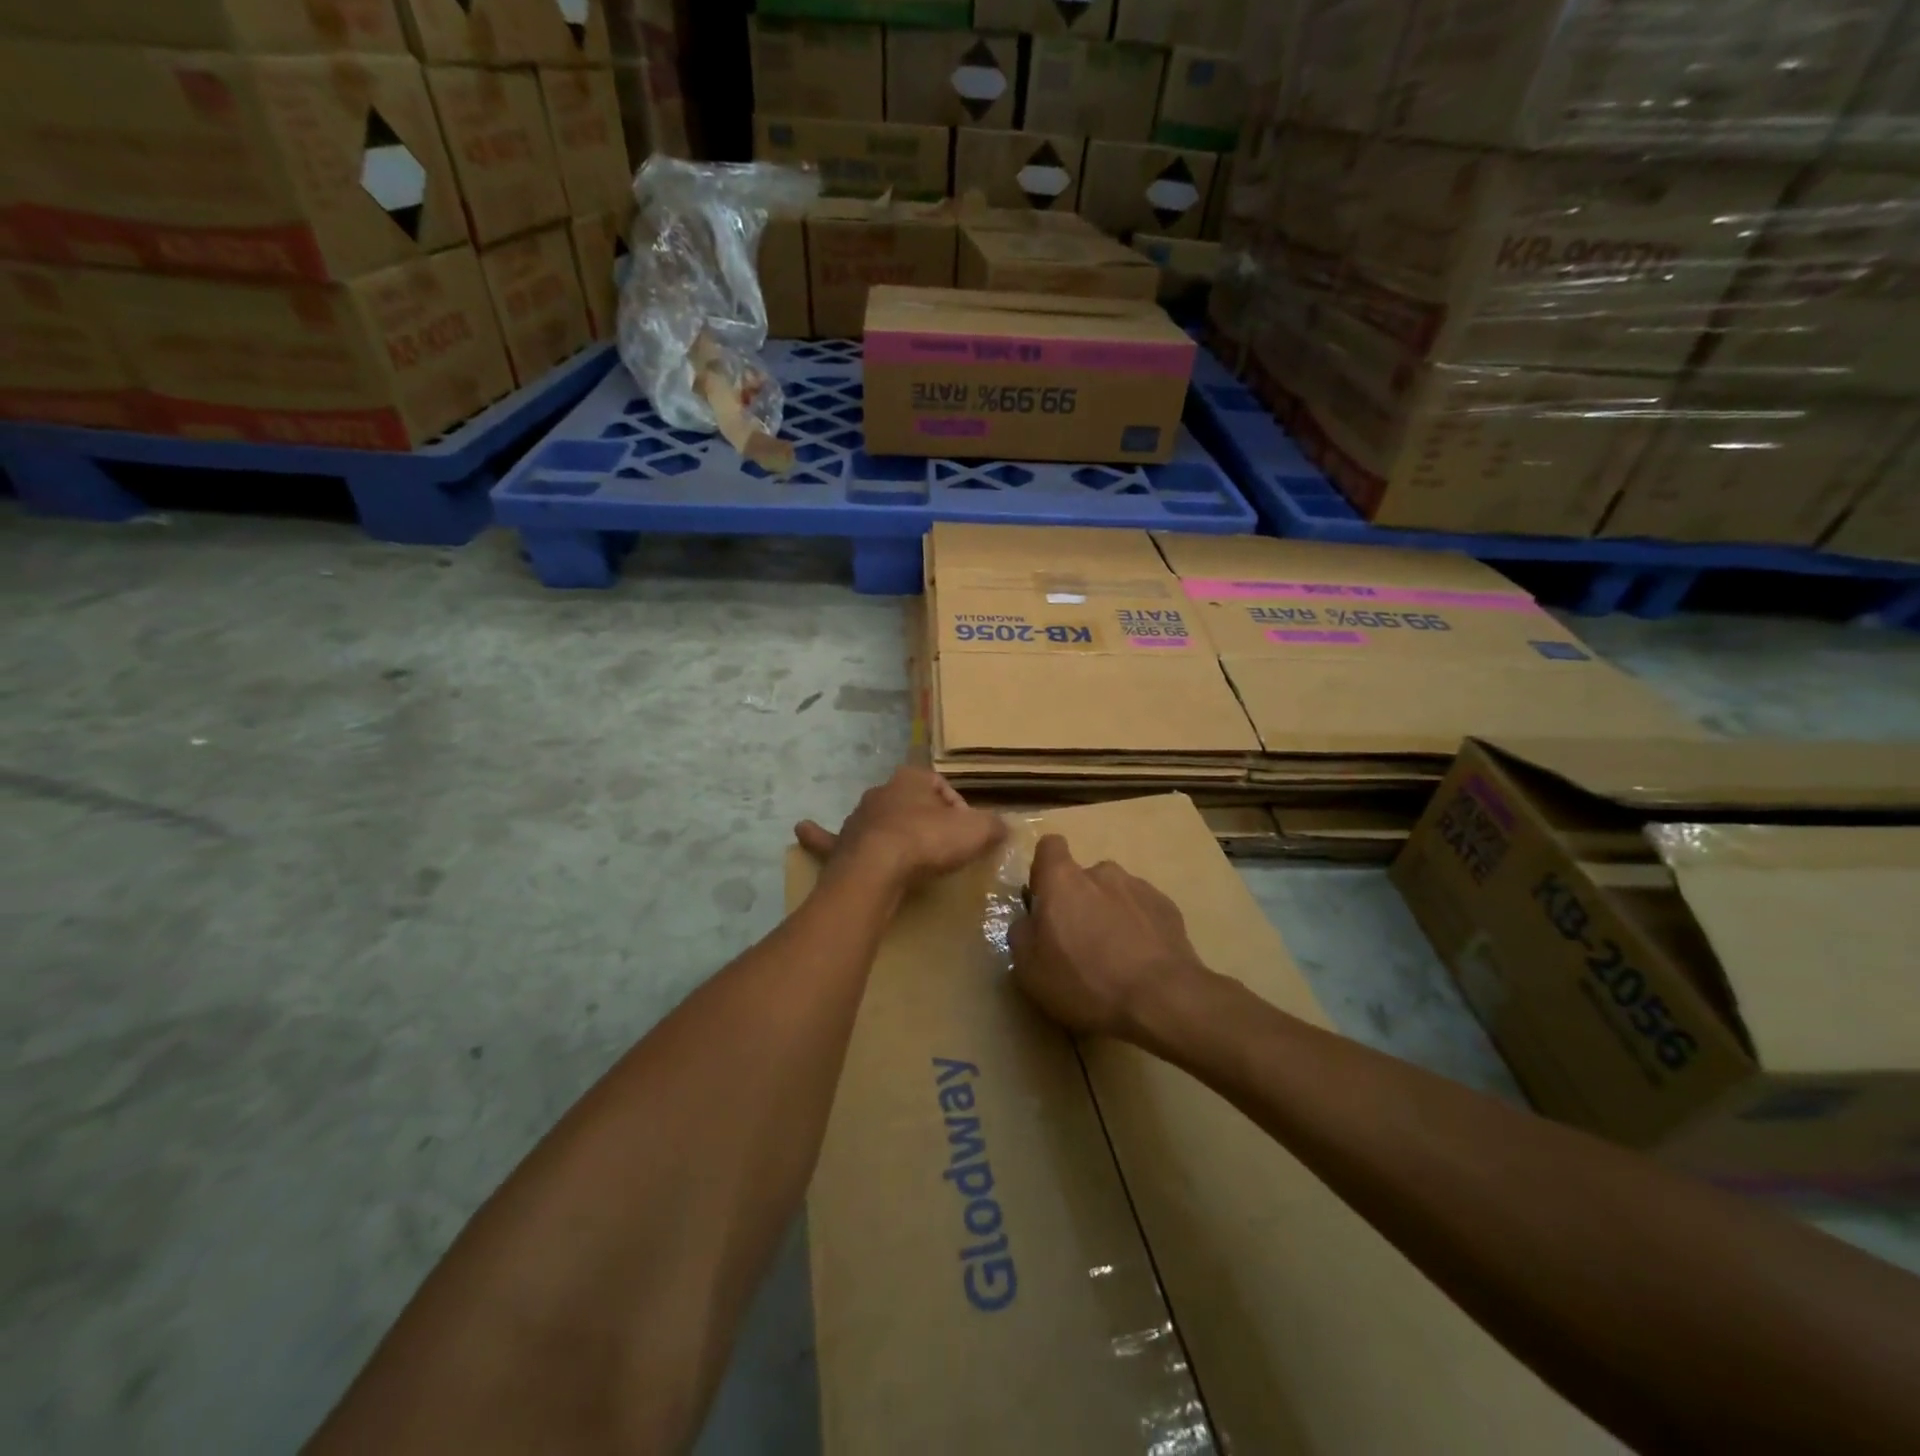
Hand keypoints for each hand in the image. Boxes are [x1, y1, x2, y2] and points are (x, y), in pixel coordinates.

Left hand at [795, 768, 1006, 896]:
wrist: (879, 868)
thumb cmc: (928, 841)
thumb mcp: (976, 831)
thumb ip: (993, 826)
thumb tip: (1004, 828)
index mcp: (911, 779)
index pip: (940, 786)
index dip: (958, 808)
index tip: (968, 833)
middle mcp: (881, 792)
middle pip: (908, 802)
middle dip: (924, 819)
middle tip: (940, 845)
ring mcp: (856, 818)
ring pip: (876, 819)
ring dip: (888, 830)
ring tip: (904, 853)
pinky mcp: (840, 845)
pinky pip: (828, 837)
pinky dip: (818, 835)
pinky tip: (803, 828)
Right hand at [1010, 835, 1209, 1040]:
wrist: (1162, 1000)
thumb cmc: (1085, 982)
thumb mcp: (1030, 970)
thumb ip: (1022, 934)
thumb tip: (1030, 922)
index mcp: (1063, 880)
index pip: (1049, 847)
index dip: (1044, 869)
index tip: (1044, 900)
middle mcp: (1101, 873)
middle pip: (1083, 877)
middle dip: (1079, 902)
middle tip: (1079, 944)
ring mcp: (1139, 887)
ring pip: (1115, 894)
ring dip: (1110, 915)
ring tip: (1115, 957)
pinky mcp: (1168, 908)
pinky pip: (1143, 911)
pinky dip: (1138, 928)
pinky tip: (1140, 962)